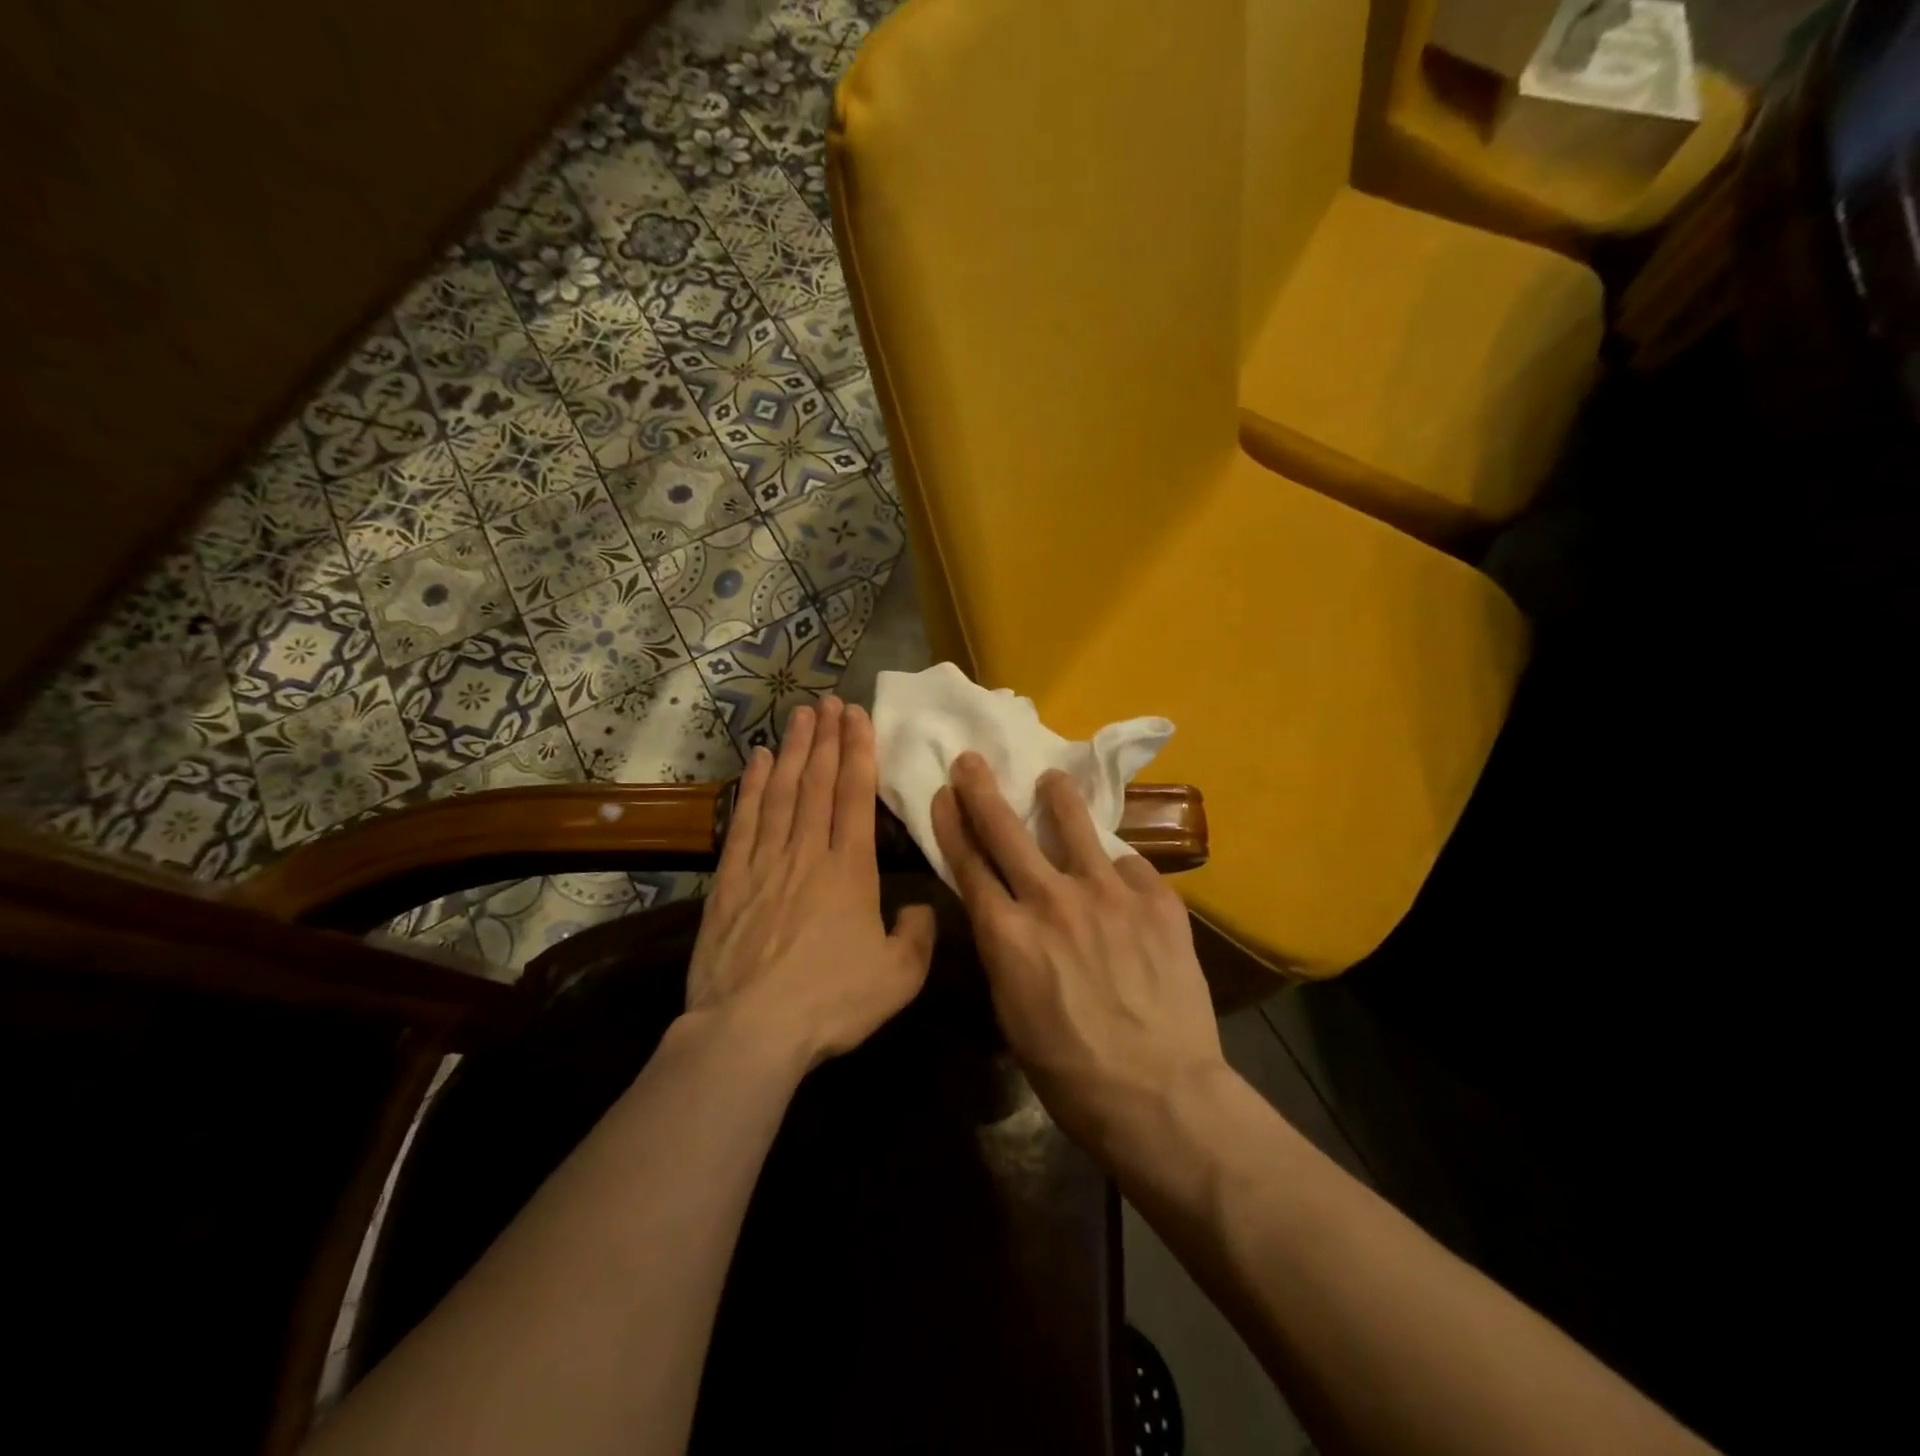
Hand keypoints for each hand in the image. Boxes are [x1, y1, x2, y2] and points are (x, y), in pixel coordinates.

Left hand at [687, 696, 936, 1068]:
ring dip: (792, 750)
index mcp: (851, 871)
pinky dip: (751, 787)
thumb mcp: (898, 978)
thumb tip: (919, 907)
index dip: (858, 752)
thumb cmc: (831, 1003)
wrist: (750, 1030)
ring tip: (800, 716)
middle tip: (829, 701)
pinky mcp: (730, 880)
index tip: (857, 716)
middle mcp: (807, 853)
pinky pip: (744, 821)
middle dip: (826, 738)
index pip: (855, 797)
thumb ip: (918, 935)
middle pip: (817, 783)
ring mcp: (765, 863)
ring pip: (781, 793)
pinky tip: (756, 761)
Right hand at [930, 752, 1223, 1153]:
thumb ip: (1007, 951)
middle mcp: (1051, 899)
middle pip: (1007, 830)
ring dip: (1057, 798)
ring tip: (1051, 780)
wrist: (1159, 1094)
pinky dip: (1117, 870)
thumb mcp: (1013, 1011)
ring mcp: (1107, 893)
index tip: (944, 794)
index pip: (969, 863)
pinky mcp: (1156, 899)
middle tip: (973, 760)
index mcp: (1007, 933)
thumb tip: (1008, 918)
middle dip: (983, 790)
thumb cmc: (1070, 1071)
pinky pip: (1129, 866)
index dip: (952, 824)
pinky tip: (1119, 877)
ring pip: (1074, 825)